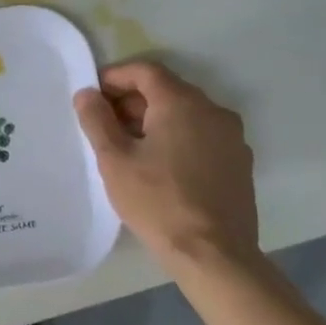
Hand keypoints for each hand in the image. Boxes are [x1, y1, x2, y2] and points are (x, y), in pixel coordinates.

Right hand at [74, 61, 260, 263]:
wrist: (213, 253)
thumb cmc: (157, 201)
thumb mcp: (114, 160)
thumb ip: (97, 120)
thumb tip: (87, 94)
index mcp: (182, 103)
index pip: (145, 71)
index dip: (114, 77)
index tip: (92, 96)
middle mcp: (213, 110)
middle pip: (167, 90)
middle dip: (132, 101)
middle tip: (103, 125)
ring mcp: (232, 137)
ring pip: (186, 114)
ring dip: (154, 120)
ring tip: (128, 148)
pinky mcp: (239, 162)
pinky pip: (202, 136)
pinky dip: (177, 138)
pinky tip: (159, 167)